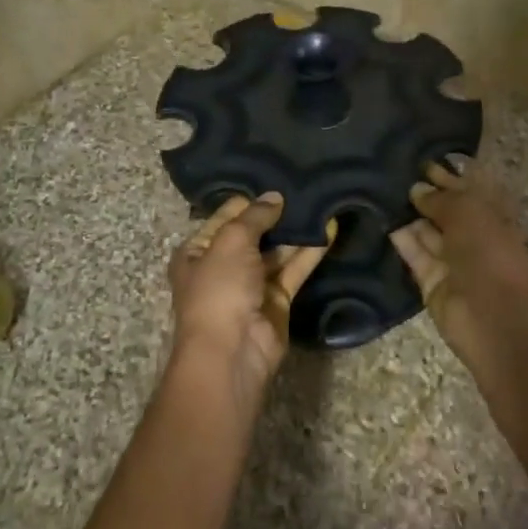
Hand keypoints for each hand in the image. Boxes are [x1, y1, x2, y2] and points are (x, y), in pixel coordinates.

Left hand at [169, 193, 330, 410]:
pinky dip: (310, 252)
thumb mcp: (231, 242)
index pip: (224, 217)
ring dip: (296, 232)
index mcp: (197, 252)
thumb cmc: (219, 290)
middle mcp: (223, 267)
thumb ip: (255, 216)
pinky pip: (294, 270)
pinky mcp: (277, 300)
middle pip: (253, 234)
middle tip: (305, 186)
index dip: (248, 200)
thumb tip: (275, 196)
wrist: (232, 351)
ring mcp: (251, 285)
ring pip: (277, 252)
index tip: (276, 177)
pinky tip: (329, 229)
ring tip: (321, 202)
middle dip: (276, 214)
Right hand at [390, 164, 527, 360]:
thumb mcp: (468, 213)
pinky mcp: (433, 283)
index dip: (451, 175)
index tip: (425, 161)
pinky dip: (404, 242)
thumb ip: (441, 198)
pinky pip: (417, 257)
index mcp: (495, 217)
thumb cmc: (488, 253)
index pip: (471, 190)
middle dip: (428, 195)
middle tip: (398, 175)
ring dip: (412, 217)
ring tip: (385, 194)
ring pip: (430, 235)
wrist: (490, 315)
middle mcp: (475, 238)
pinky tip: (386, 222)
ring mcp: (454, 262)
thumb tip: (417, 189)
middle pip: (448, 212)